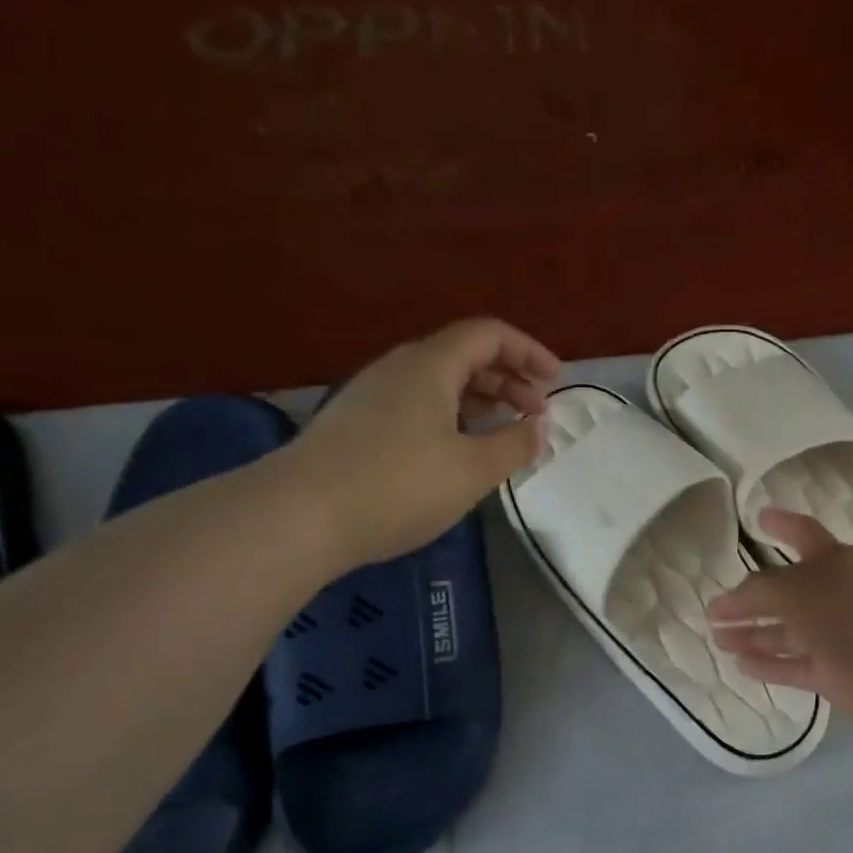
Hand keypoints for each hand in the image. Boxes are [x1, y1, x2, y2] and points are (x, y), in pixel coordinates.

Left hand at [280, 318, 559, 567]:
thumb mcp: (473, 469)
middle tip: (534, 413)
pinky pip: (417, 404)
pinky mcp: (356, 424)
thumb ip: (515, 444)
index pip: (488, 334)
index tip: (555, 379)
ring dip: (480, 400)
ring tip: (502, 433)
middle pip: (464, 355)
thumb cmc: (398, 486)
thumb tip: (537, 427)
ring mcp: (372, 395)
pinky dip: (451, 416)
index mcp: (431, 365)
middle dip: (508, 378)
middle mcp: (400, 368)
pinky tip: (456, 452)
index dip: (528, 350)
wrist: (298, 517)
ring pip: (439, 382)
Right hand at [708, 508, 852, 736]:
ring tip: (718, 639)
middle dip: (750, 600)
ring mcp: (835, 637)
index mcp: (833, 561)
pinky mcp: (834, 675)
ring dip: (752, 636)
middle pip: (785, 593)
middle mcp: (834, 595)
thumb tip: (730, 601)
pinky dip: (767, 666)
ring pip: (786, 634)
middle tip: (714, 609)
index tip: (758, 518)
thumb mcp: (796, 590)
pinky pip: (792, 667)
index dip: (781, 524)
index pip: (802, 534)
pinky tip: (740, 665)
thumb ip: (759, 592)